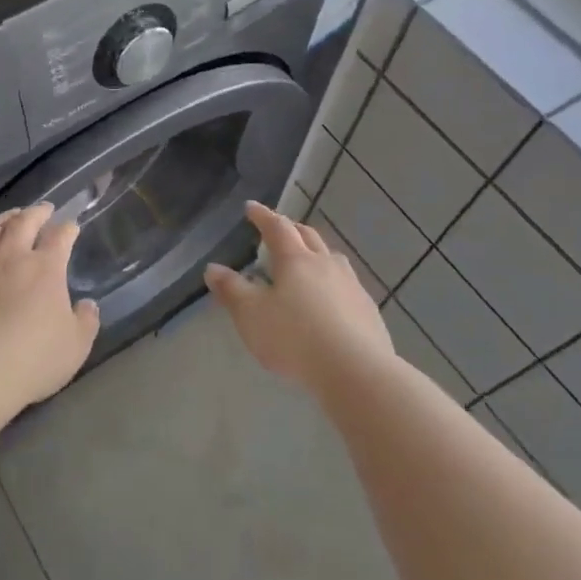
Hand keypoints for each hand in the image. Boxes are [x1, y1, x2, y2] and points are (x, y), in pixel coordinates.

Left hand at [0, 203, 101, 407]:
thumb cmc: (33, 358)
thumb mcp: (76, 346)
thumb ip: (85, 321)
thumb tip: (88, 305)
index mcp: (45, 267)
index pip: (60, 237)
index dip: (68, 229)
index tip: (72, 226)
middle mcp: (11, 256)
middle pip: (24, 222)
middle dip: (36, 212)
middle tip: (43, 209)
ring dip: (2, 219)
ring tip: (9, 217)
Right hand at [204, 201, 393, 388]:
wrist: (356, 372)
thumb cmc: (294, 337)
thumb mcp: (250, 314)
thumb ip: (231, 289)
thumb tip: (213, 268)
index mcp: (295, 260)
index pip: (277, 227)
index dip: (262, 215)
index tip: (251, 207)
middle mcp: (325, 265)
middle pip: (308, 236)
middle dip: (291, 229)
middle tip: (278, 229)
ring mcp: (351, 286)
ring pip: (332, 259)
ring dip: (316, 253)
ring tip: (306, 262)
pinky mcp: (368, 311)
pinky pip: (346, 285)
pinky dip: (332, 283)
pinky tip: (329, 301)